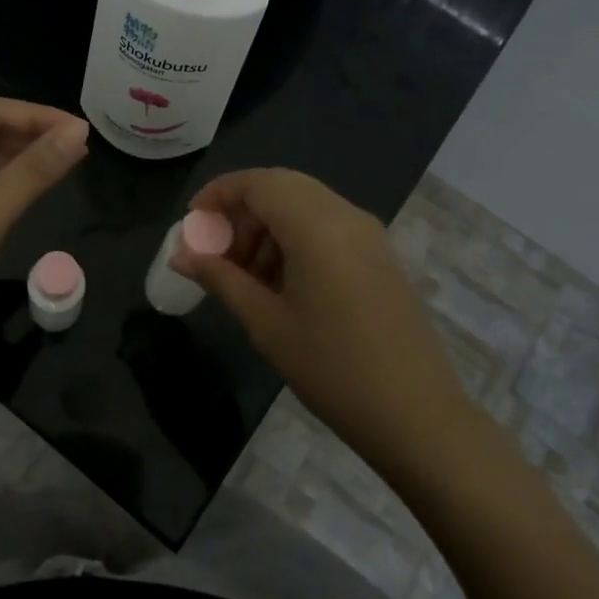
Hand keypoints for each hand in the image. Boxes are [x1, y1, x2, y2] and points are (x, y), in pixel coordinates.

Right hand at [172, 168, 477, 471]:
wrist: (417, 415)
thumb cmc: (332, 368)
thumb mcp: (265, 322)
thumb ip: (220, 277)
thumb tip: (181, 254)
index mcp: (317, 225)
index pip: (258, 182)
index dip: (218, 195)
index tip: (191, 226)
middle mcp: (346, 215)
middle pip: (281, 187)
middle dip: (240, 211)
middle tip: (215, 252)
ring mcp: (368, 234)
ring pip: (303, 205)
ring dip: (266, 226)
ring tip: (243, 275)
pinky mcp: (379, 255)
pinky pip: (326, 225)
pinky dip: (293, 238)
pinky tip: (279, 283)